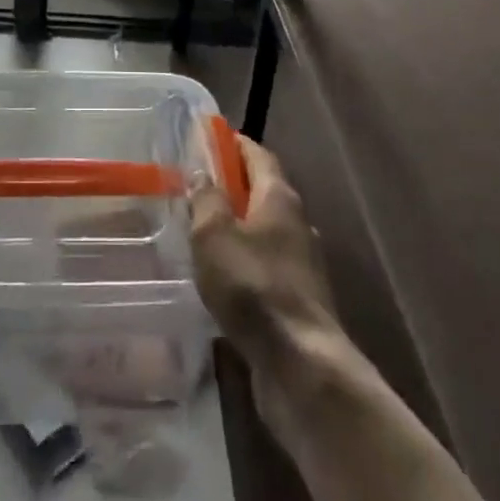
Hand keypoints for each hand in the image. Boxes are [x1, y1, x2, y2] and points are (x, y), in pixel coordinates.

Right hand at [188, 134, 341, 381]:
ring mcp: (302, 262)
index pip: (258, 155)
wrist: (301, 364)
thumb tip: (201, 172)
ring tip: (203, 230)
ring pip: (265, 230)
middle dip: (233, 184)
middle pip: (263, 190)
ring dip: (238, 225)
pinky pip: (267, 264)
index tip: (208, 137)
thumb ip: (206, 199)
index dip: (233, 143)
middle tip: (197, 184)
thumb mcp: (214, 235)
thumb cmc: (253, 286)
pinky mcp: (299, 298)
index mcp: (279, 197)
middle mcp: (297, 222)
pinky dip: (245, 259)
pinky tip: (223, 274)